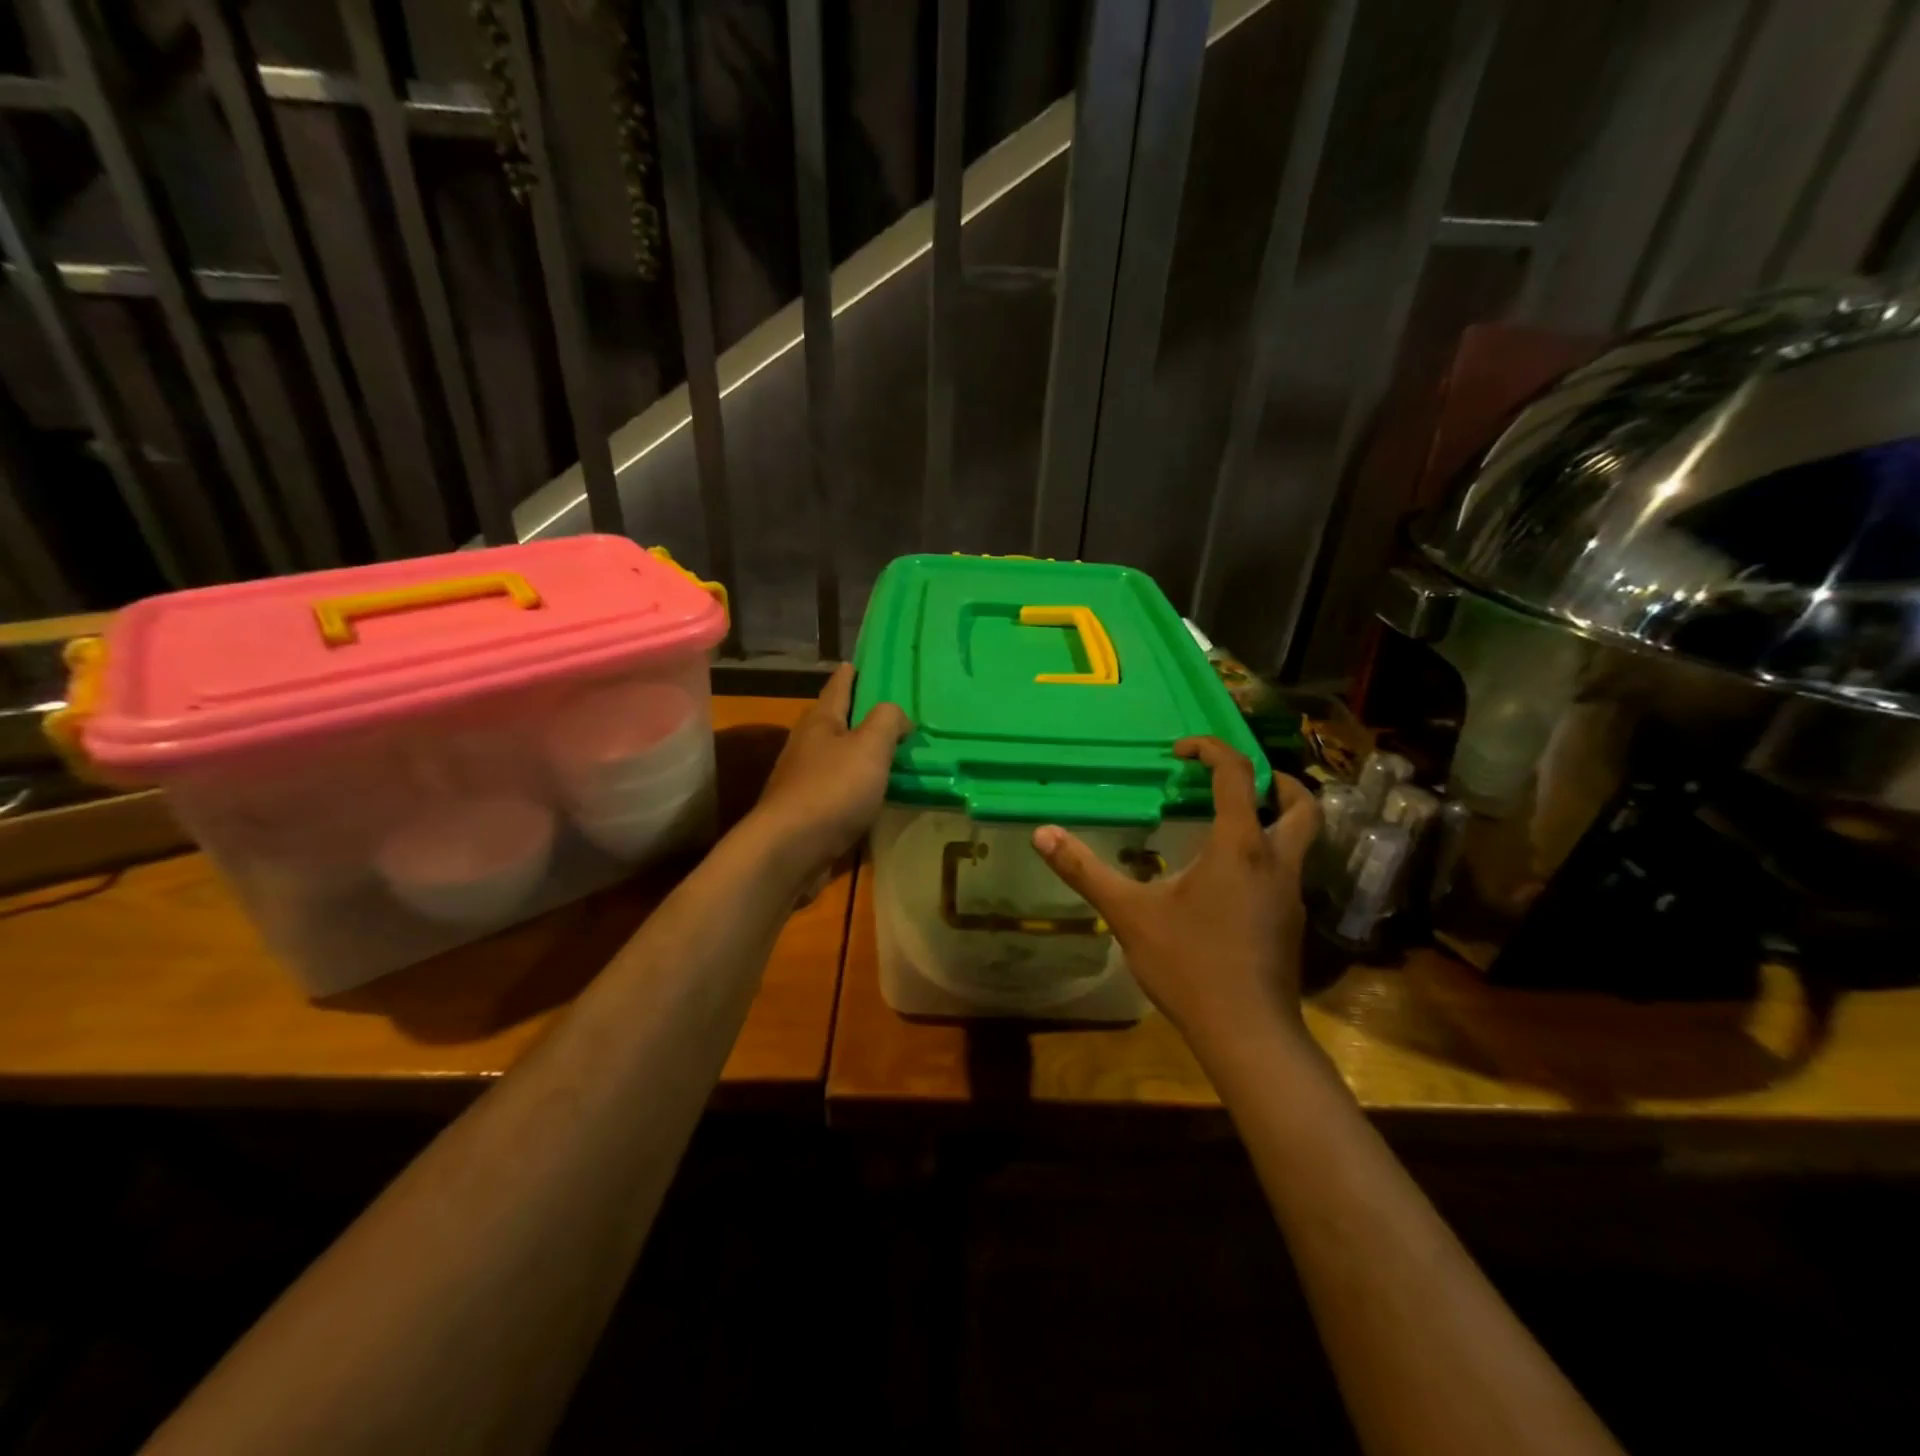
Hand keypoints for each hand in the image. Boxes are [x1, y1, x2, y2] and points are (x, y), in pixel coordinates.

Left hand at [746, 663, 909, 877]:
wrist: (790, 851)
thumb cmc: (832, 790)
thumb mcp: (869, 746)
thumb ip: (887, 721)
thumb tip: (897, 714)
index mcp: (820, 722)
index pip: (838, 687)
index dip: (851, 674)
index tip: (860, 662)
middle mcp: (808, 746)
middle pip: (836, 722)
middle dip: (860, 715)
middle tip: (892, 710)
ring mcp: (805, 781)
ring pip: (839, 758)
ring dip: (861, 754)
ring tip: (892, 752)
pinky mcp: (810, 813)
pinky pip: (841, 790)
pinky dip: (859, 786)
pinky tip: (877, 793)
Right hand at [1032, 737, 1319, 1056]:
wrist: (1248, 1034)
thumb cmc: (1189, 965)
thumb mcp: (1129, 914)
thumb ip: (1085, 870)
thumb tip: (1042, 833)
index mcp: (1239, 845)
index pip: (1237, 774)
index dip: (1211, 749)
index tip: (1181, 750)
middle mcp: (1275, 861)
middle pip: (1300, 804)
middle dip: (1275, 781)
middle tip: (1237, 781)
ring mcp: (1291, 894)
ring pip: (1300, 840)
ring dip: (1274, 819)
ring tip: (1229, 824)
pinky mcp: (1292, 923)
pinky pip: (1286, 872)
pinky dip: (1265, 856)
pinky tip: (1228, 882)